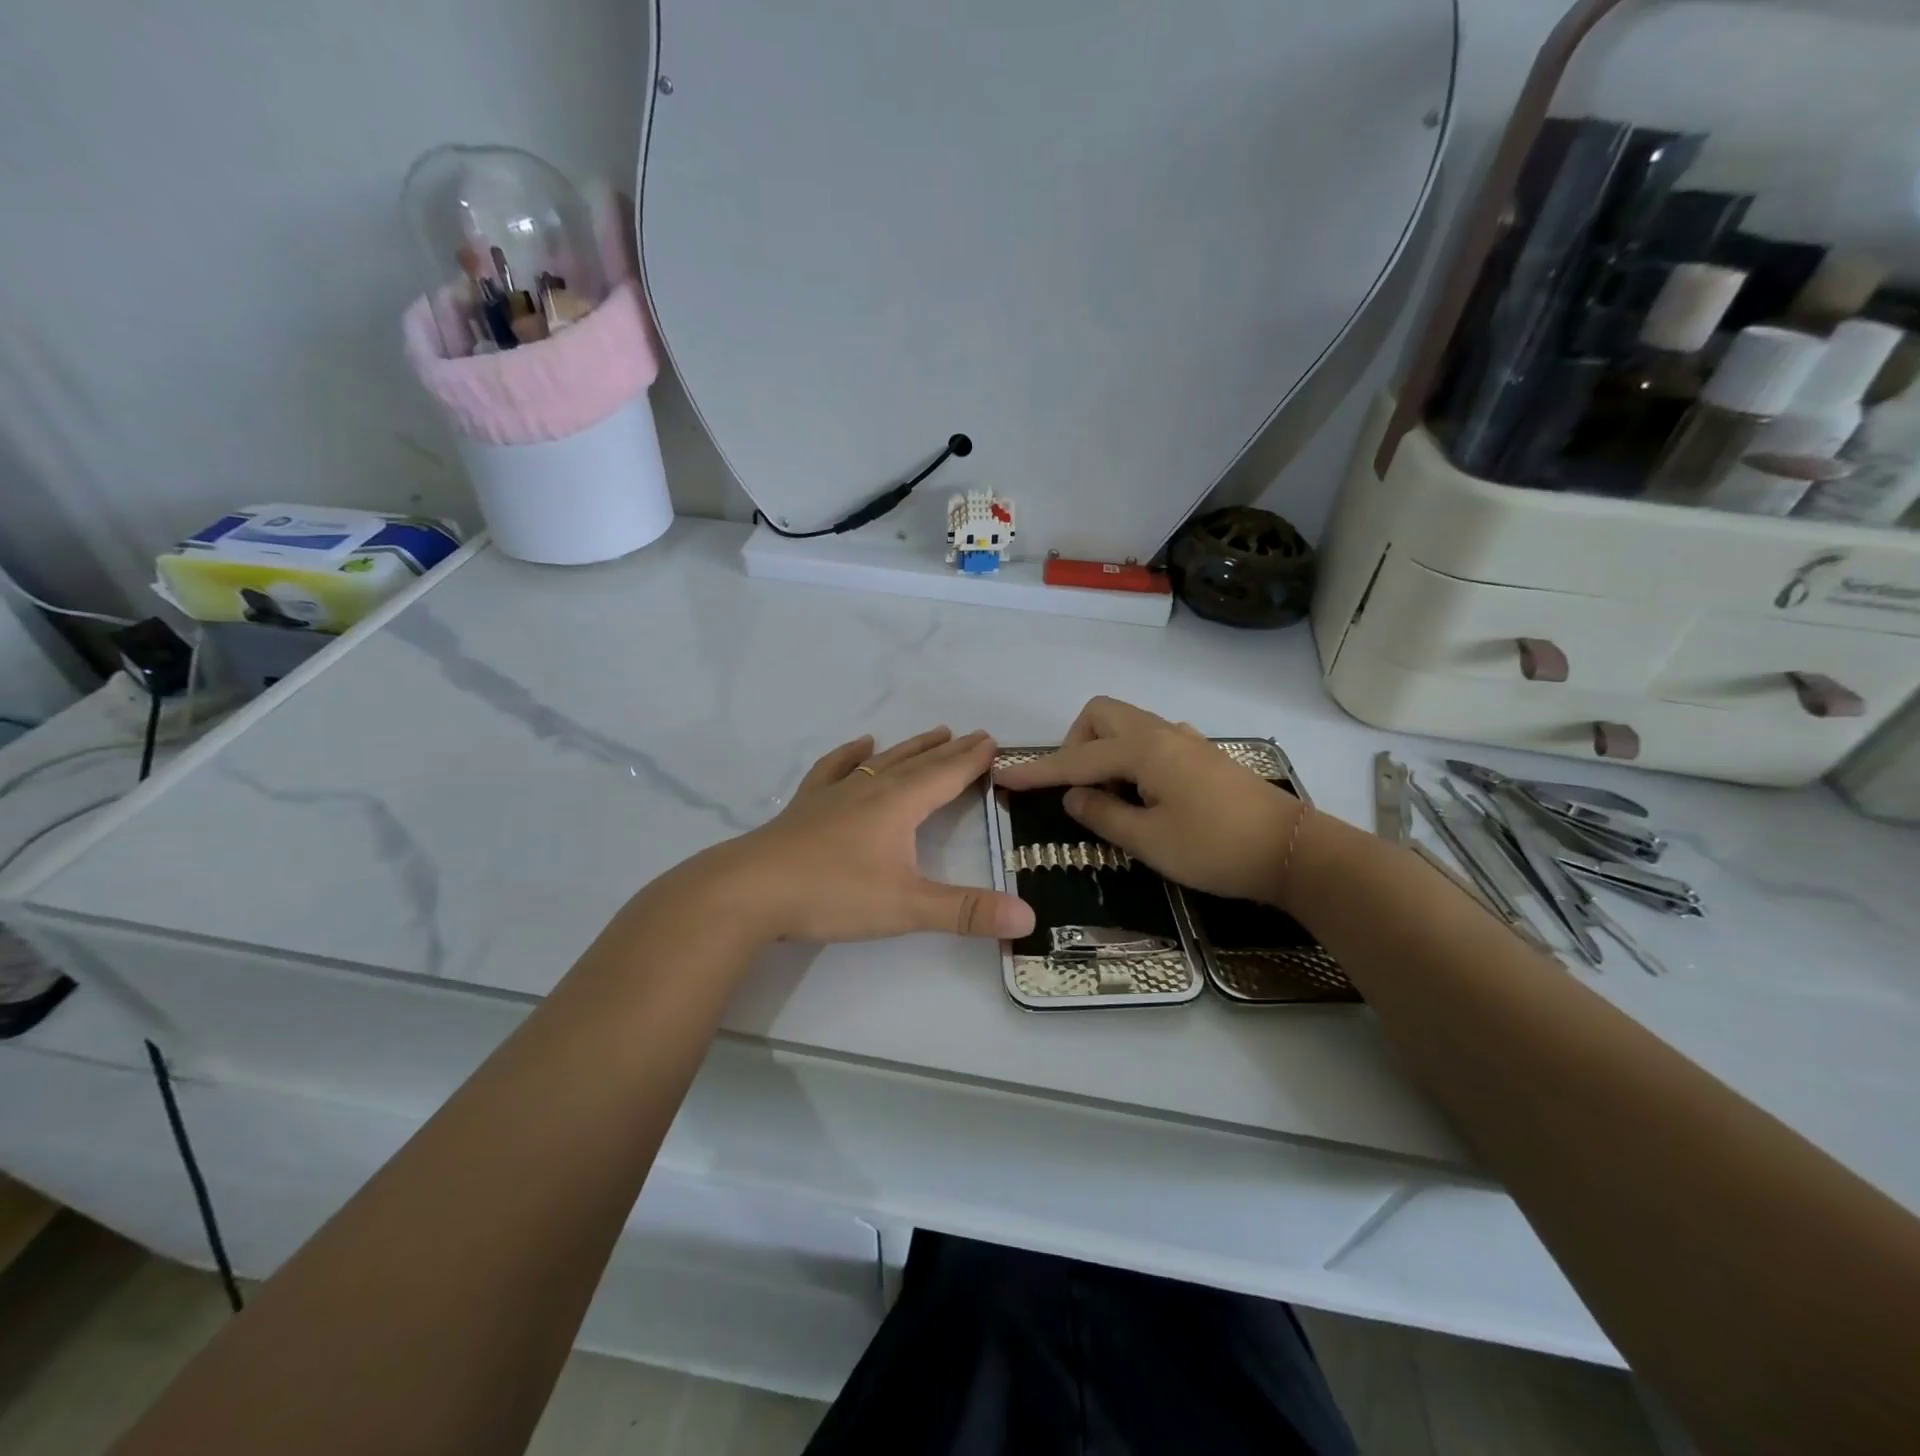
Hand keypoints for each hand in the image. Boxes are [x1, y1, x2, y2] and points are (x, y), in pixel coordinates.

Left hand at [693, 727, 1035, 944]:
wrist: (750, 889)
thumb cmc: (833, 893)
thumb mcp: (907, 908)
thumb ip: (966, 912)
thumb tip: (1029, 917)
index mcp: (899, 804)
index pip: (946, 775)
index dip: (973, 760)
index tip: (995, 742)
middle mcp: (871, 789)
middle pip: (919, 763)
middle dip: (950, 751)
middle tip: (975, 735)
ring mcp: (835, 793)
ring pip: (883, 761)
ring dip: (912, 747)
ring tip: (934, 732)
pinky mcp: (807, 806)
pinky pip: (835, 769)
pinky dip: (850, 754)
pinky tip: (860, 744)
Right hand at [992, 697, 1304, 904]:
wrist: (1293, 851)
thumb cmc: (1216, 849)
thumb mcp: (1149, 841)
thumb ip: (1103, 814)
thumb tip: (1073, 796)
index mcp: (1143, 750)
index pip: (1075, 759)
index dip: (1036, 772)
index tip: (1001, 777)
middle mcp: (1161, 733)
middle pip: (1100, 715)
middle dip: (1076, 745)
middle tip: (1079, 789)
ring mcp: (1185, 740)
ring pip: (1126, 725)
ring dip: (1103, 750)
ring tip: (1110, 797)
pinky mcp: (1201, 754)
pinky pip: (1150, 740)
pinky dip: (1130, 758)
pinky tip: (1145, 794)